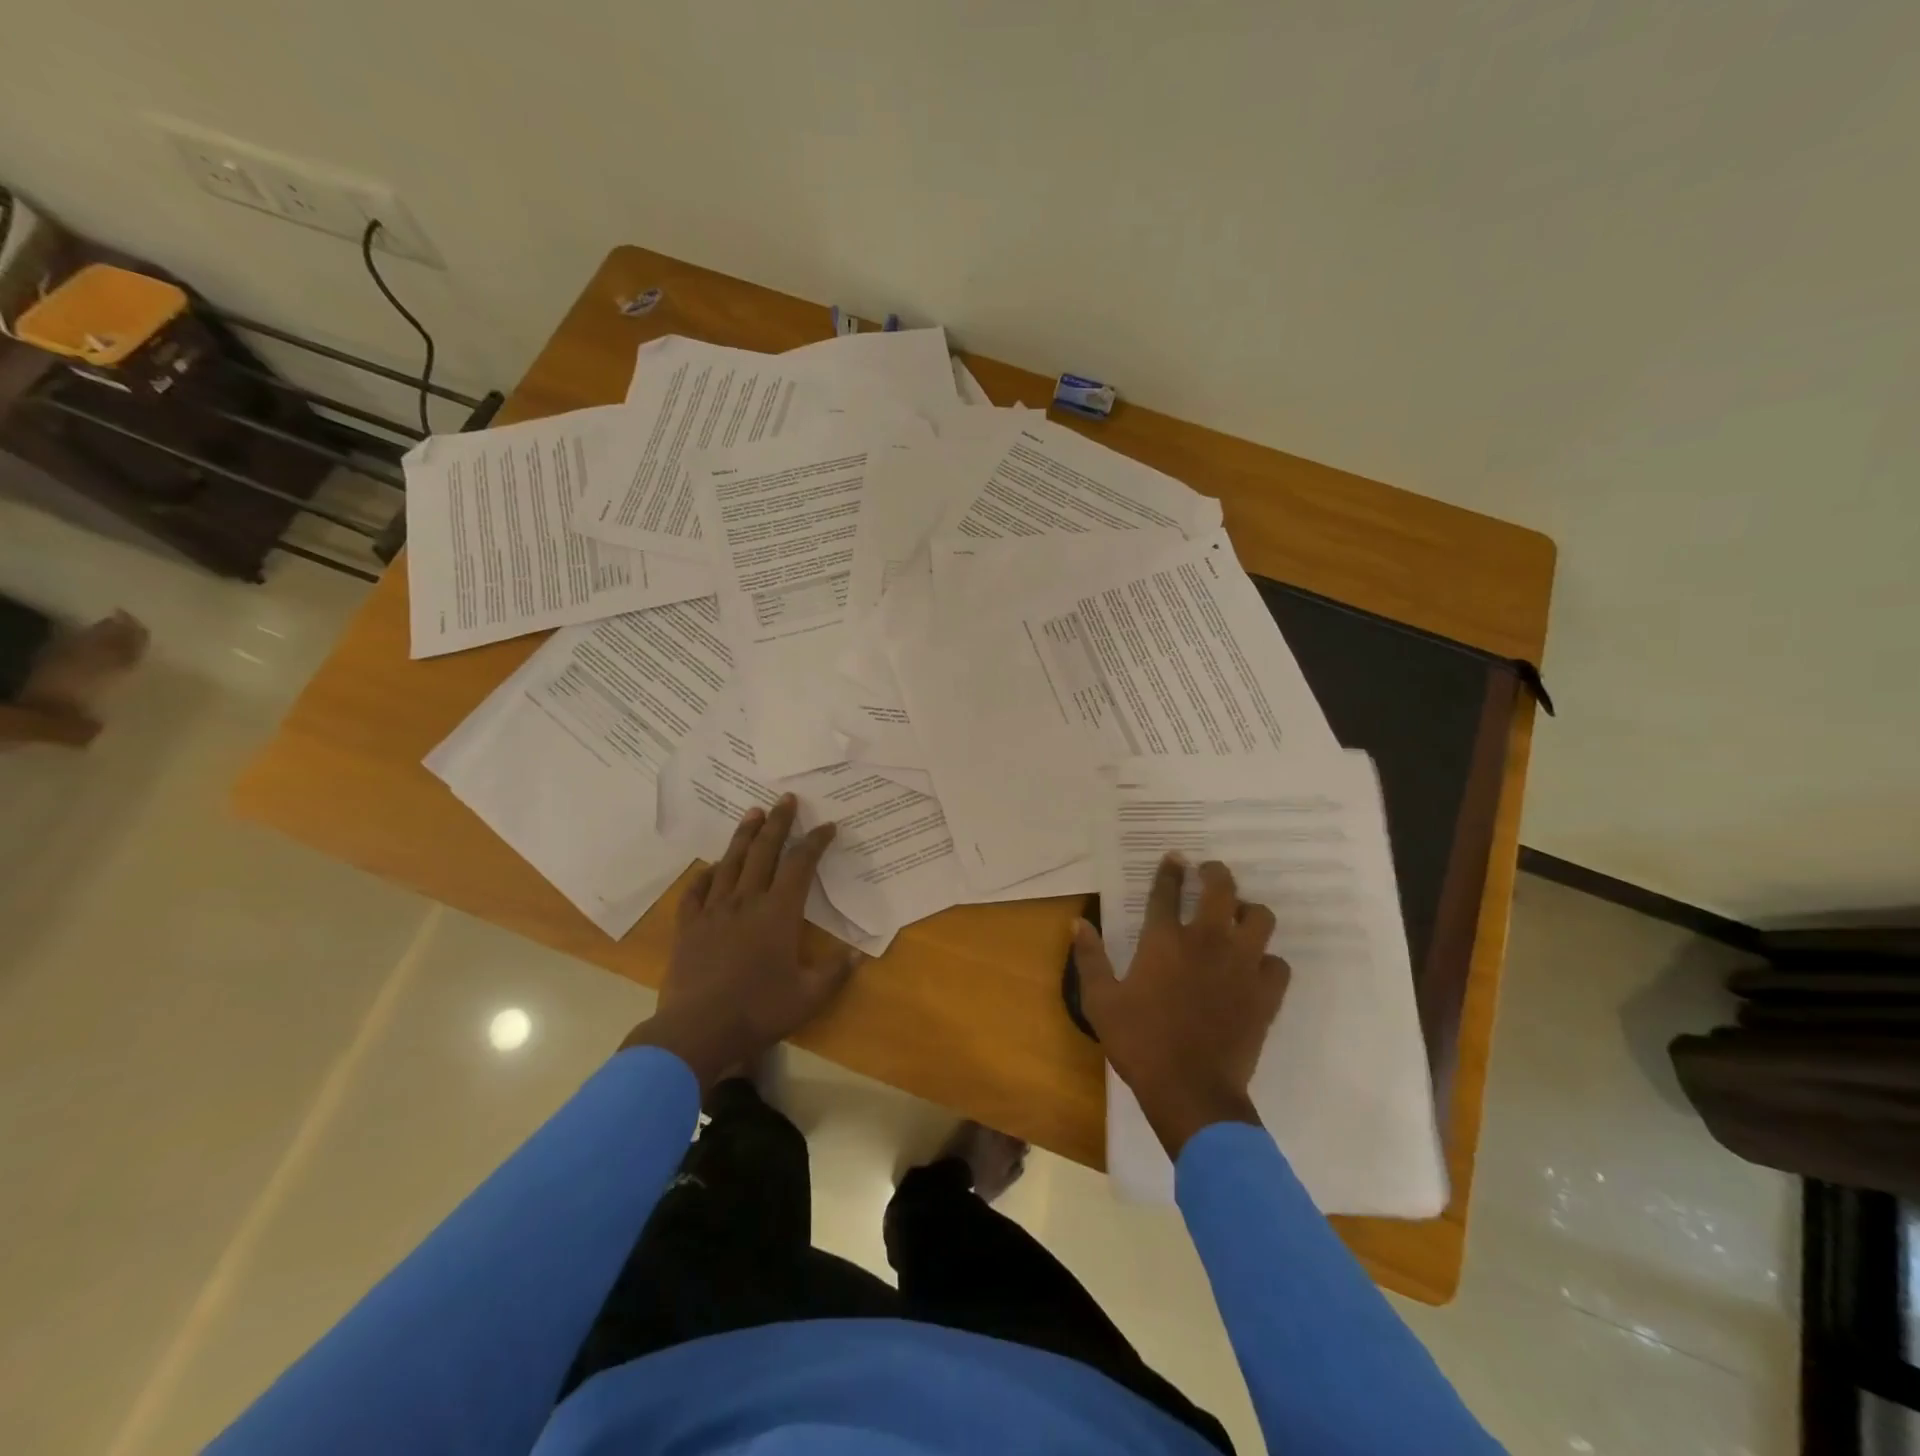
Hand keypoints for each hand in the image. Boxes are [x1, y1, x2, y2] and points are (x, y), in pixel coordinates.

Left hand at [623, 795, 860, 1087]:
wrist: (697, 1029)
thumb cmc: (758, 1010)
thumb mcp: (808, 997)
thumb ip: (834, 973)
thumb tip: (856, 955)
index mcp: (779, 913)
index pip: (801, 866)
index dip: (815, 842)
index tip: (827, 826)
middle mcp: (747, 901)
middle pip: (764, 852)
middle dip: (778, 823)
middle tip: (785, 799)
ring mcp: (714, 911)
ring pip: (731, 863)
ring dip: (743, 836)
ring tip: (752, 813)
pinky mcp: (688, 927)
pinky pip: (696, 891)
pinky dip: (705, 875)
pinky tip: (710, 867)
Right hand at [1075, 855, 1290, 1157]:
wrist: (1192, 1091)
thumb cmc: (1141, 1043)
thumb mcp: (1101, 1002)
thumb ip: (1090, 958)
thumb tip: (1078, 922)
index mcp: (1164, 940)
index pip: (1167, 890)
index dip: (1170, 869)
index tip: (1175, 857)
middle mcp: (1207, 941)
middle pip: (1222, 888)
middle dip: (1216, 873)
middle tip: (1210, 875)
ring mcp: (1242, 965)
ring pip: (1260, 917)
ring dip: (1249, 912)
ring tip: (1237, 919)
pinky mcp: (1266, 993)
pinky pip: (1278, 963)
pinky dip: (1267, 960)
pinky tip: (1254, 969)